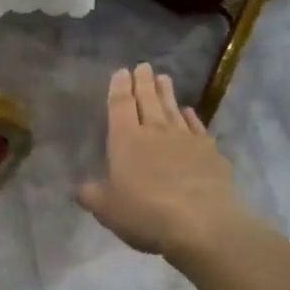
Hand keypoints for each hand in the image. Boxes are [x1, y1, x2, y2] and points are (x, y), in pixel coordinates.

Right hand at [76, 64, 247, 258]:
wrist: (203, 223)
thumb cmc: (146, 214)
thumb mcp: (107, 210)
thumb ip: (92, 195)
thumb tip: (80, 188)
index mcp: (125, 140)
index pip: (120, 105)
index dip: (119, 87)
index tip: (121, 72)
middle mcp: (155, 131)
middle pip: (148, 99)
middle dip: (143, 82)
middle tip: (143, 66)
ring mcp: (186, 139)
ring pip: (173, 108)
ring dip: (167, 92)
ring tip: (163, 78)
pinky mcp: (210, 151)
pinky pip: (197, 126)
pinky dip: (191, 116)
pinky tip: (188, 112)